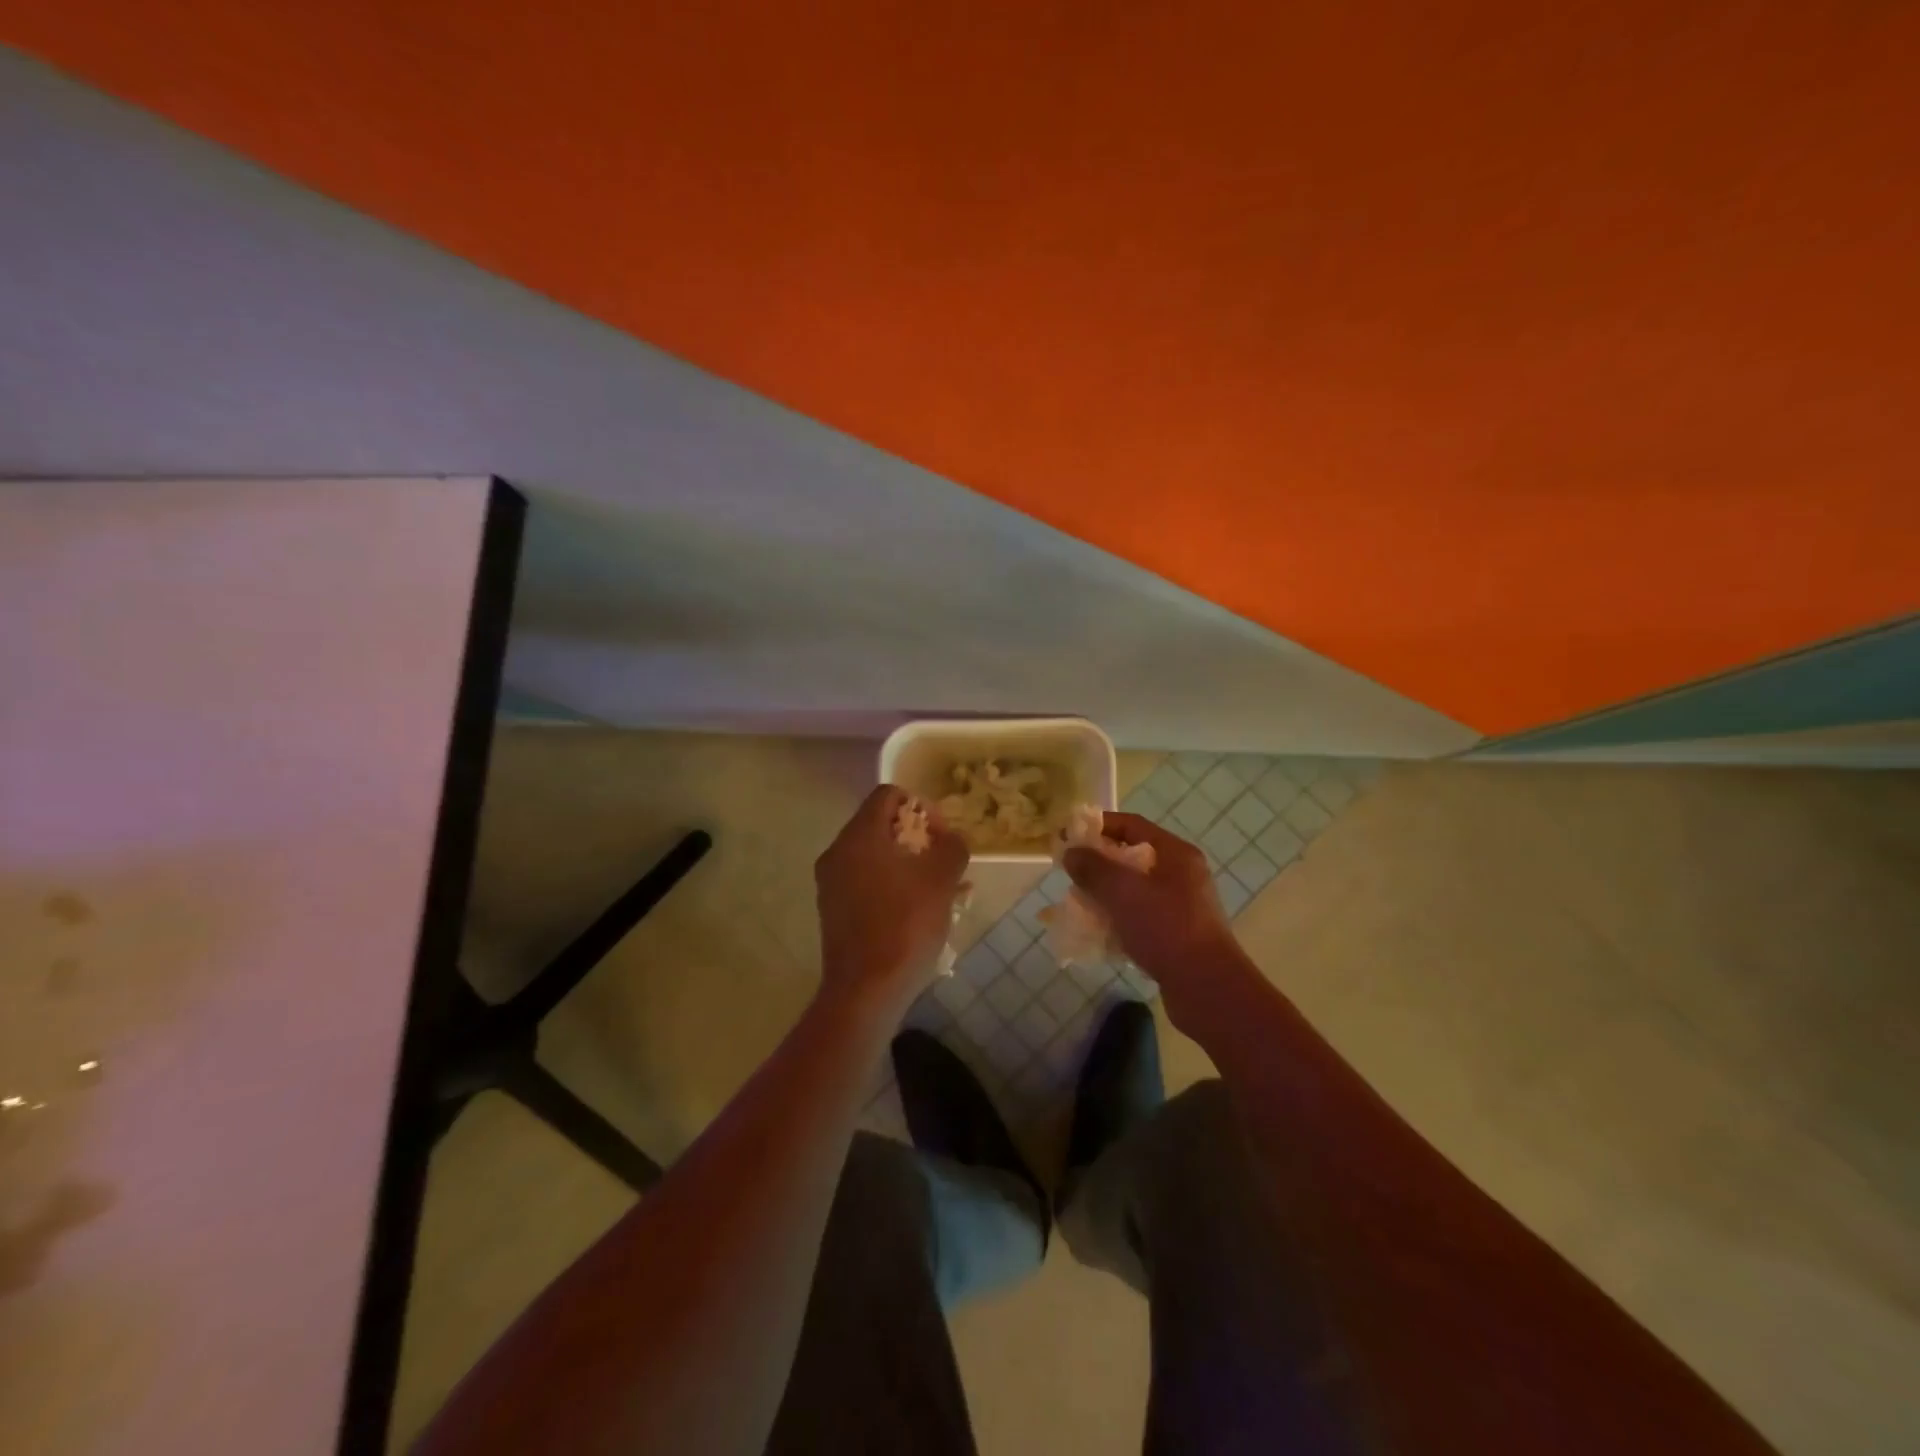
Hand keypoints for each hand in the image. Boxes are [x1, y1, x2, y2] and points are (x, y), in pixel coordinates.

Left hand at [815, 786, 968, 1019]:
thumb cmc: (905, 926)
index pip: (888, 795)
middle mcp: (837, 853)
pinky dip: (892, 885)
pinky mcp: (833, 911)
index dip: (921, 806)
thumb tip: (951, 838)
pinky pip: (866, 882)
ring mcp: (831, 884)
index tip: (941, 835)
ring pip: (874, 857)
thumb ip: (952, 847)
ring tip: (939, 889)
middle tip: (943, 861)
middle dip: (917, 838)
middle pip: (879, 825)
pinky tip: (919, 911)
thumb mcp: (941, 881)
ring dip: (908, 863)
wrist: (866, 992)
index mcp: (859, 836)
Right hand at [1062, 813, 1251, 1018]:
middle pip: (1132, 857)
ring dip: (1105, 894)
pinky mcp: (1176, 935)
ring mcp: (1181, 906)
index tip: (1067, 835)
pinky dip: (1117, 919)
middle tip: (1069, 873)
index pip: (1131, 825)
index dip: (1097, 826)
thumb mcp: (1122, 891)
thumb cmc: (1165, 928)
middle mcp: (1181, 875)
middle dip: (1098, 864)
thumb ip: (1093, 868)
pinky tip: (1097, 933)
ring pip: (1134, 890)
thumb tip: (1071, 852)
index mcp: (1175, 854)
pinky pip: (1139, 917)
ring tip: (1078, 904)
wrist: (1207, 988)